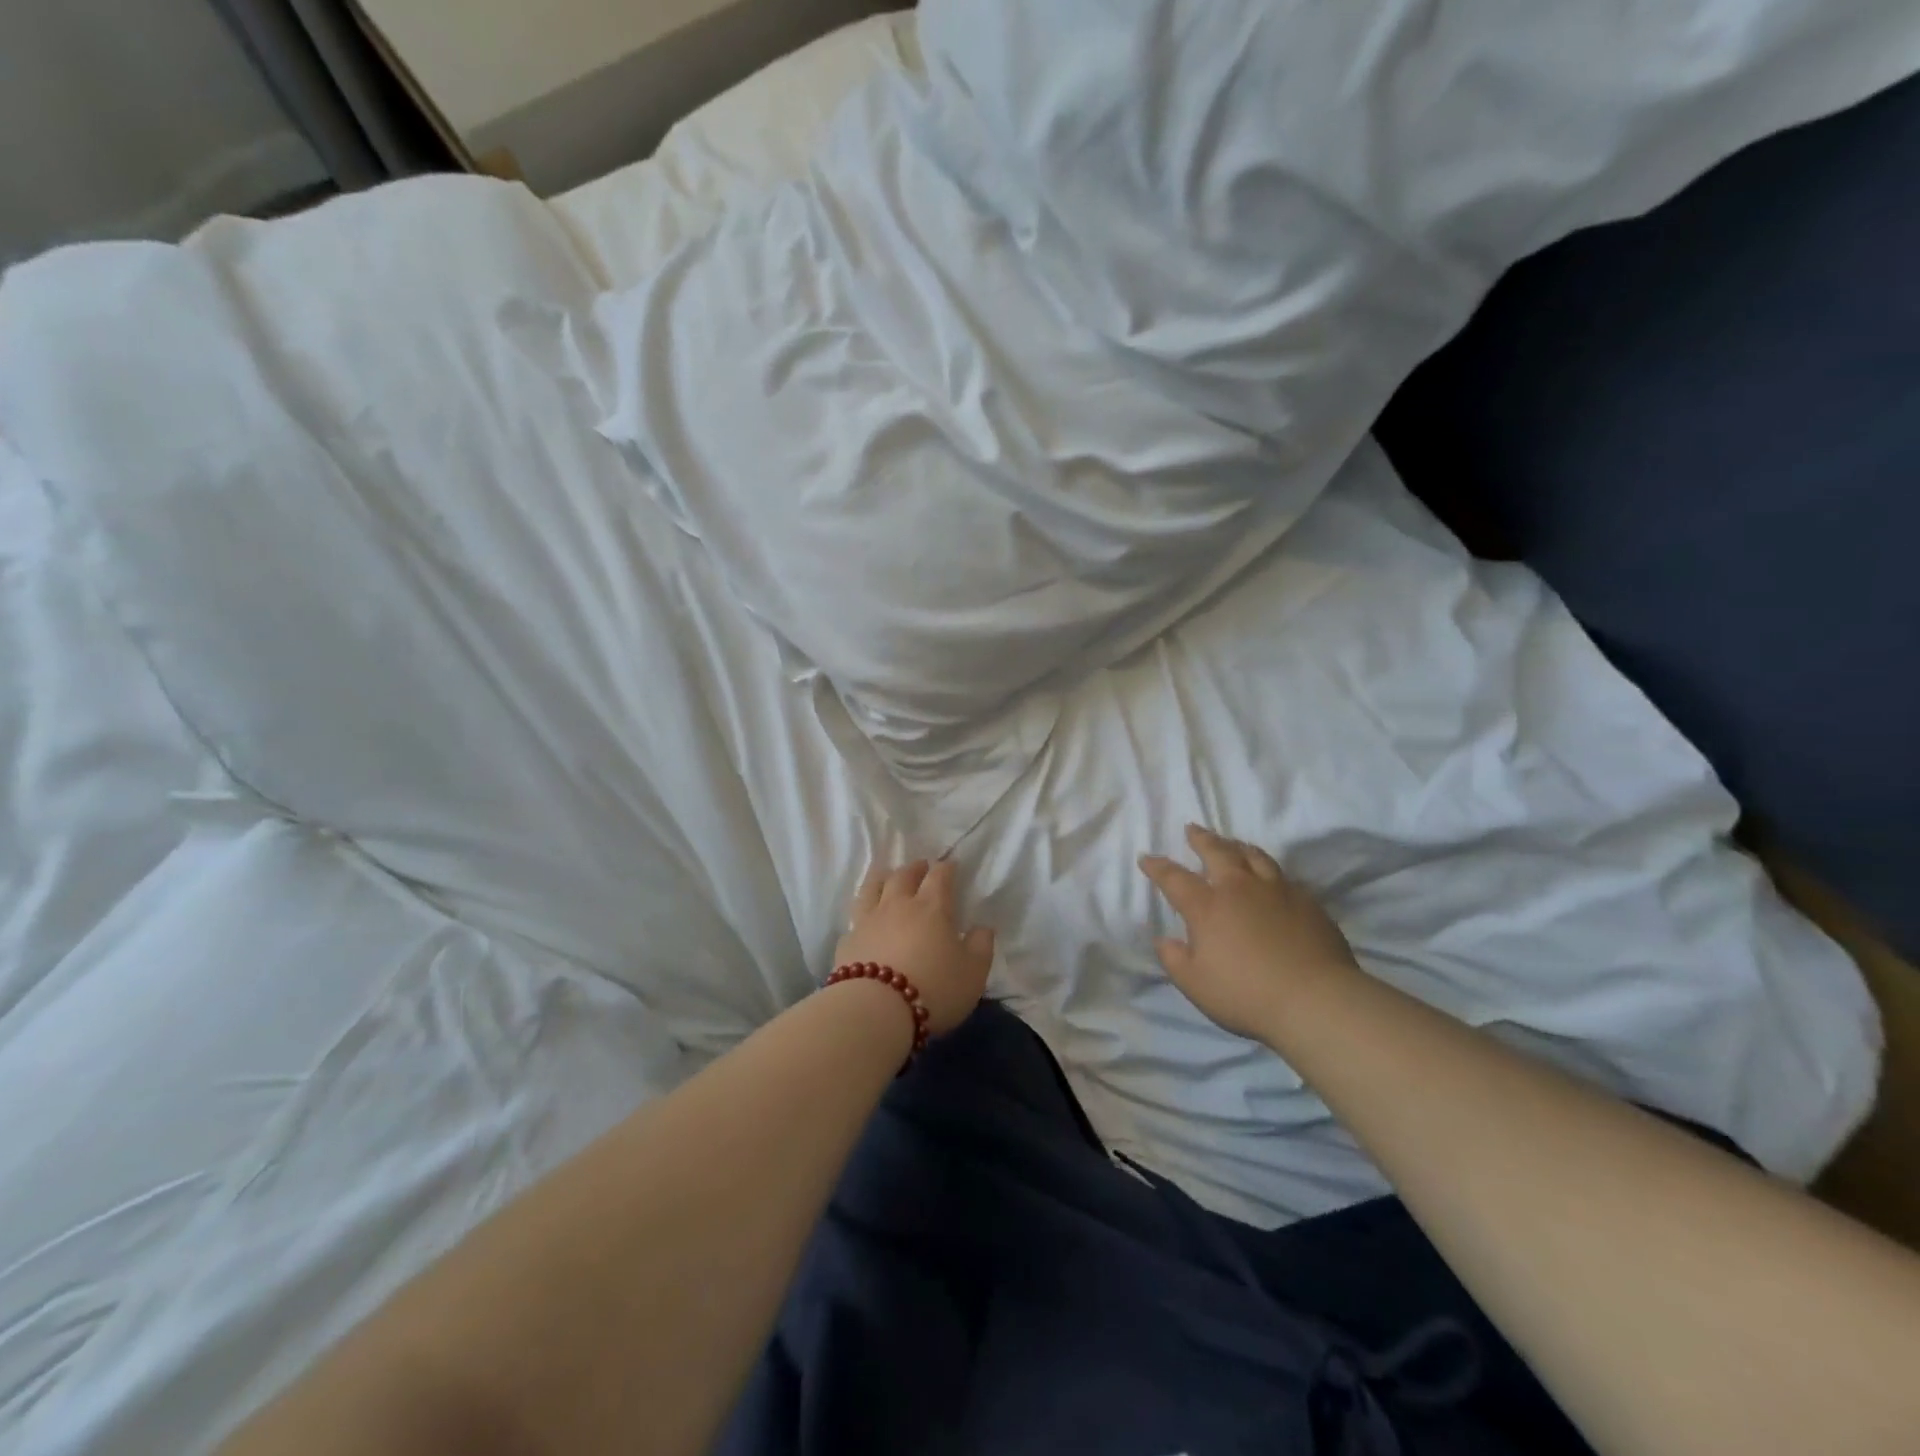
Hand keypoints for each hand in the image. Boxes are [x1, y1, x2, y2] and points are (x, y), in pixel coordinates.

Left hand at [835, 860, 996, 1035]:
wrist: (876, 1010)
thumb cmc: (933, 988)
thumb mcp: (973, 973)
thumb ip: (981, 947)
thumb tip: (983, 928)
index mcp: (931, 907)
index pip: (939, 876)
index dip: (946, 868)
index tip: (951, 865)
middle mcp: (897, 905)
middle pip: (903, 875)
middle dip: (915, 868)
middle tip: (921, 866)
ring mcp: (868, 921)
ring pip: (872, 887)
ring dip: (882, 877)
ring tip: (887, 875)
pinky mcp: (847, 941)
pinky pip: (855, 918)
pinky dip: (863, 913)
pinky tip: (864, 920)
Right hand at [1139, 825, 1359, 1041]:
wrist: (1315, 1000)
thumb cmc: (1246, 994)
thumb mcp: (1195, 984)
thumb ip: (1174, 959)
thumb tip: (1164, 941)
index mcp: (1207, 907)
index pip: (1175, 878)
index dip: (1158, 867)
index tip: (1146, 858)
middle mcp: (1240, 888)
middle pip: (1218, 852)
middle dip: (1201, 839)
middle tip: (1192, 829)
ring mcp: (1277, 891)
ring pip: (1254, 856)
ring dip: (1237, 845)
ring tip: (1231, 843)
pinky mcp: (1308, 901)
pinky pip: (1284, 876)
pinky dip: (1269, 871)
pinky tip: (1271, 878)